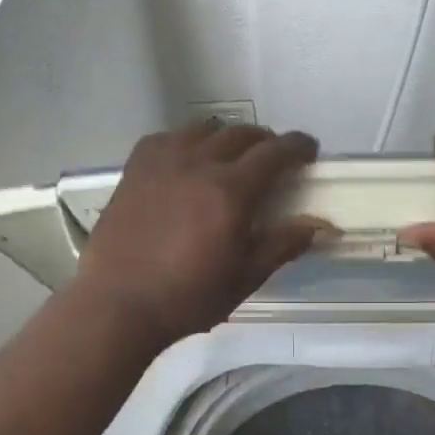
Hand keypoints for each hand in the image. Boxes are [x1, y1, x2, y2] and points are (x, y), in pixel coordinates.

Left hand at [73, 122, 323, 345]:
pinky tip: (188, 161)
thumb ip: (281, 245)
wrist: (118, 304)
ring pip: (204, 130)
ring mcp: (162, 162)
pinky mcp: (135, 169)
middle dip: (265, 141)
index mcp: (230, 192)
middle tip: (273, 159)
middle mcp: (198, 164)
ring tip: (231, 157)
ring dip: (227, 137)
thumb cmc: (188, 298)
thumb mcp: (244, 278)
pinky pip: (168, 138)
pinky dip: (188, 142)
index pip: (274, 153)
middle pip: (241, 134)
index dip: (297, 146)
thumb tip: (316, 226)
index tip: (309, 150)